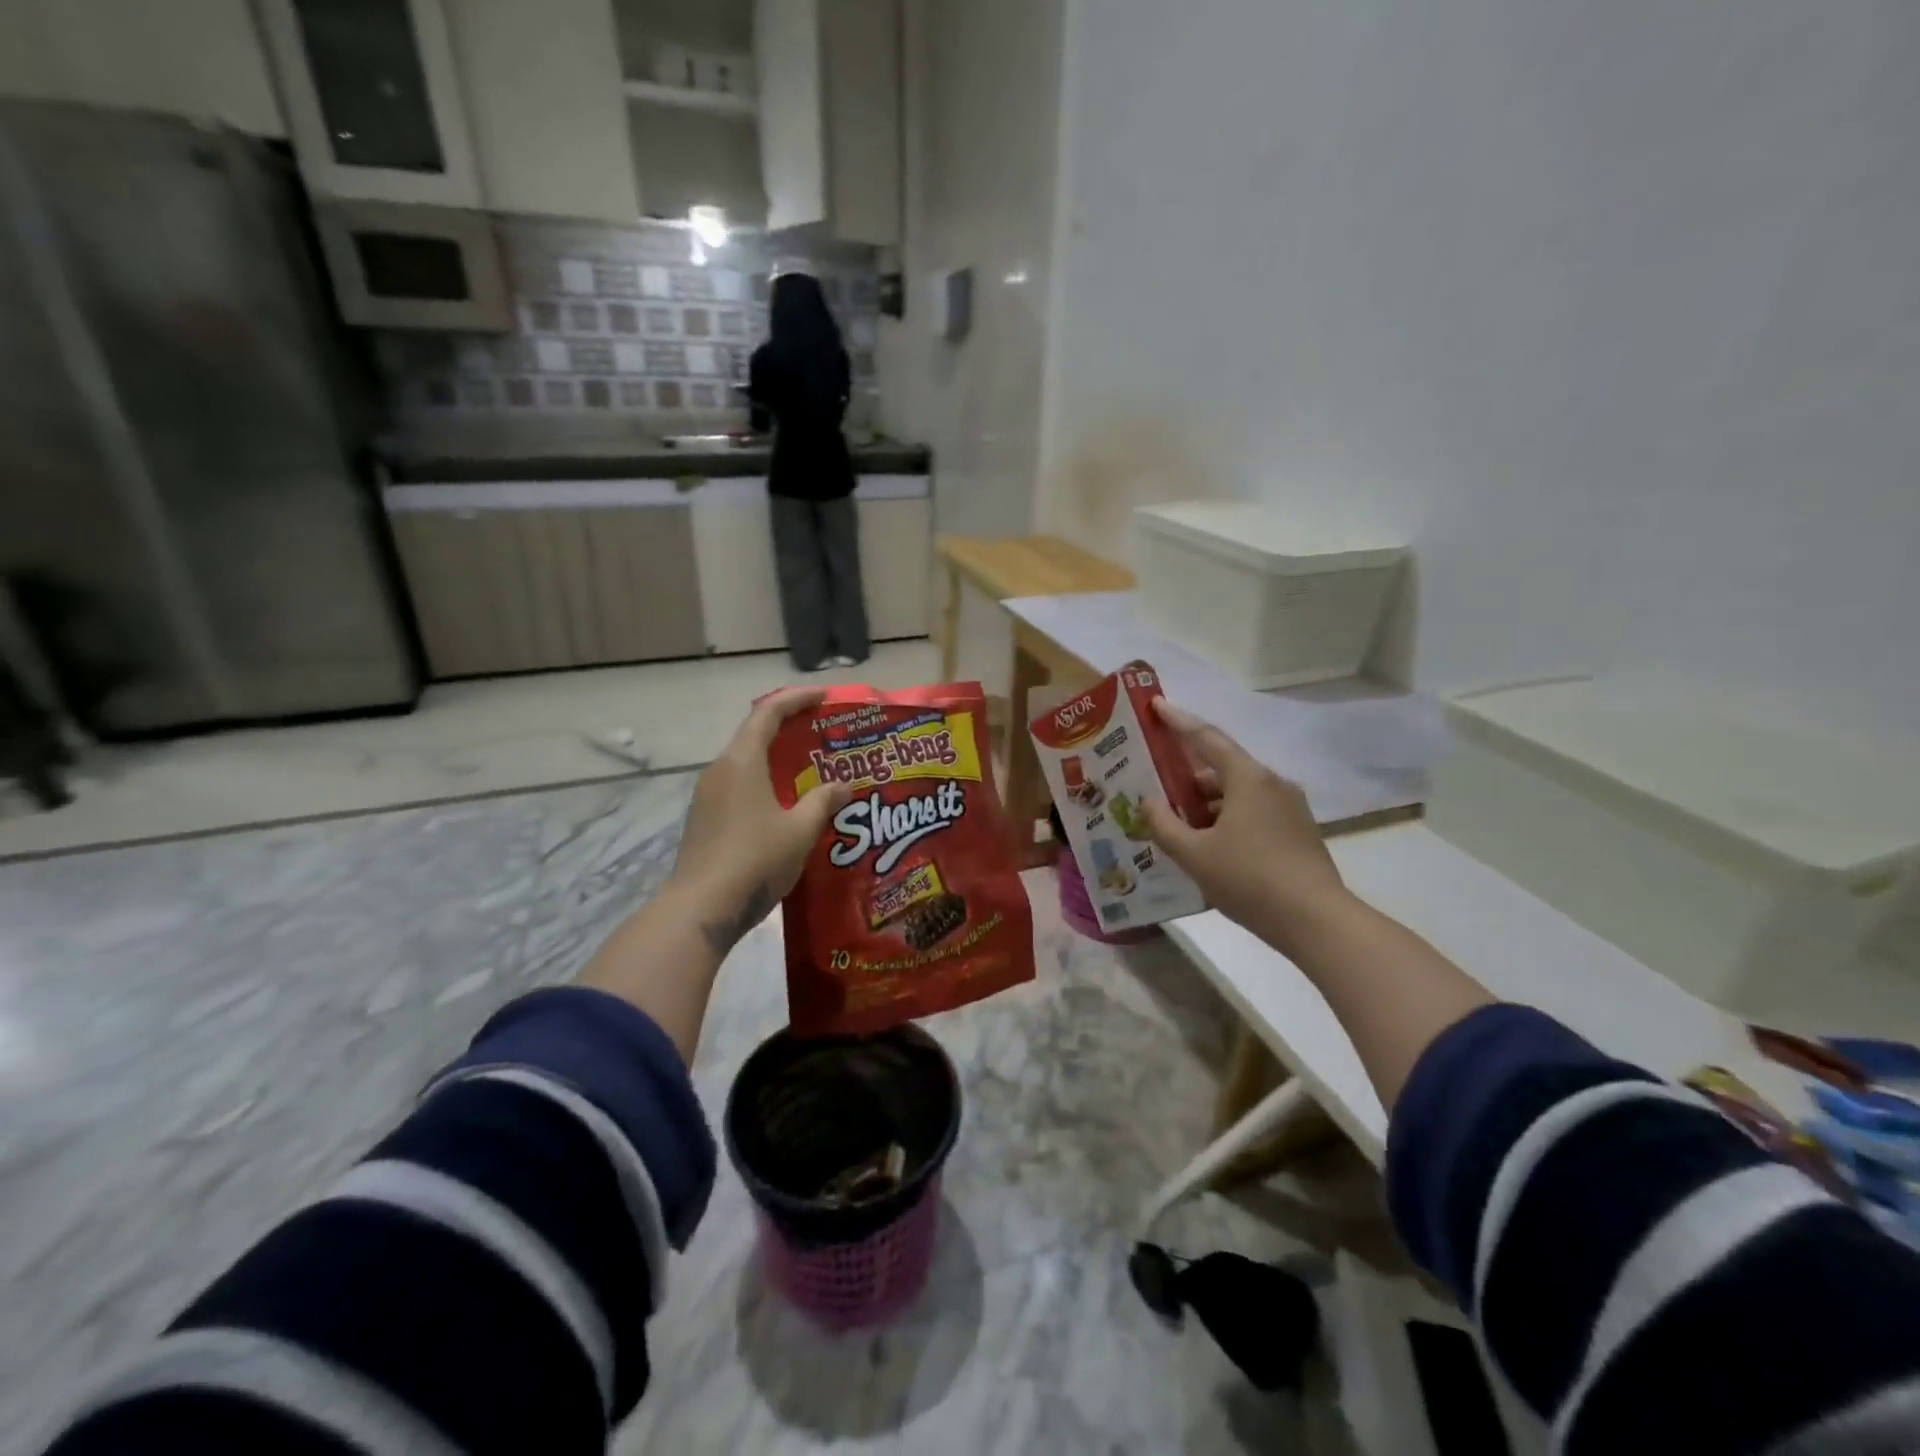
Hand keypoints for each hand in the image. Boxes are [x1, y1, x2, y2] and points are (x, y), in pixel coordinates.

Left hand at [671, 686, 852, 951]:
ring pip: (746, 761)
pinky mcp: (705, 818)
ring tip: (810, 767)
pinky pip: (739, 784)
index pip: (768, 712)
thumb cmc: (755, 860)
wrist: (701, 908)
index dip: (797, 699)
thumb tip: (844, 786)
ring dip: (776, 756)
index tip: (824, 697)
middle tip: (823, 732)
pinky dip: (764, 779)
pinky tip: (786, 802)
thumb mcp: (800, 831)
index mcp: (741, 762)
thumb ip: (824, 802)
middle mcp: (720, 770)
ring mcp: (708, 795)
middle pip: (754, 733)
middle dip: (789, 726)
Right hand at [1141, 699, 1350, 953]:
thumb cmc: (1249, 879)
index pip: (1206, 738)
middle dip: (1187, 772)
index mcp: (1247, 778)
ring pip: (1237, 792)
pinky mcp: (1297, 832)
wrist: (1316, 921)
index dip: (1178, 721)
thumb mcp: (1194, 854)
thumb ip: (1164, 825)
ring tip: (1175, 819)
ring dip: (1205, 801)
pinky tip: (1207, 843)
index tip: (1156, 706)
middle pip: (1222, 766)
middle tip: (1155, 779)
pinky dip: (1226, 817)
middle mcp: (1272, 784)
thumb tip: (1146, 802)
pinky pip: (1252, 812)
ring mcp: (1289, 808)